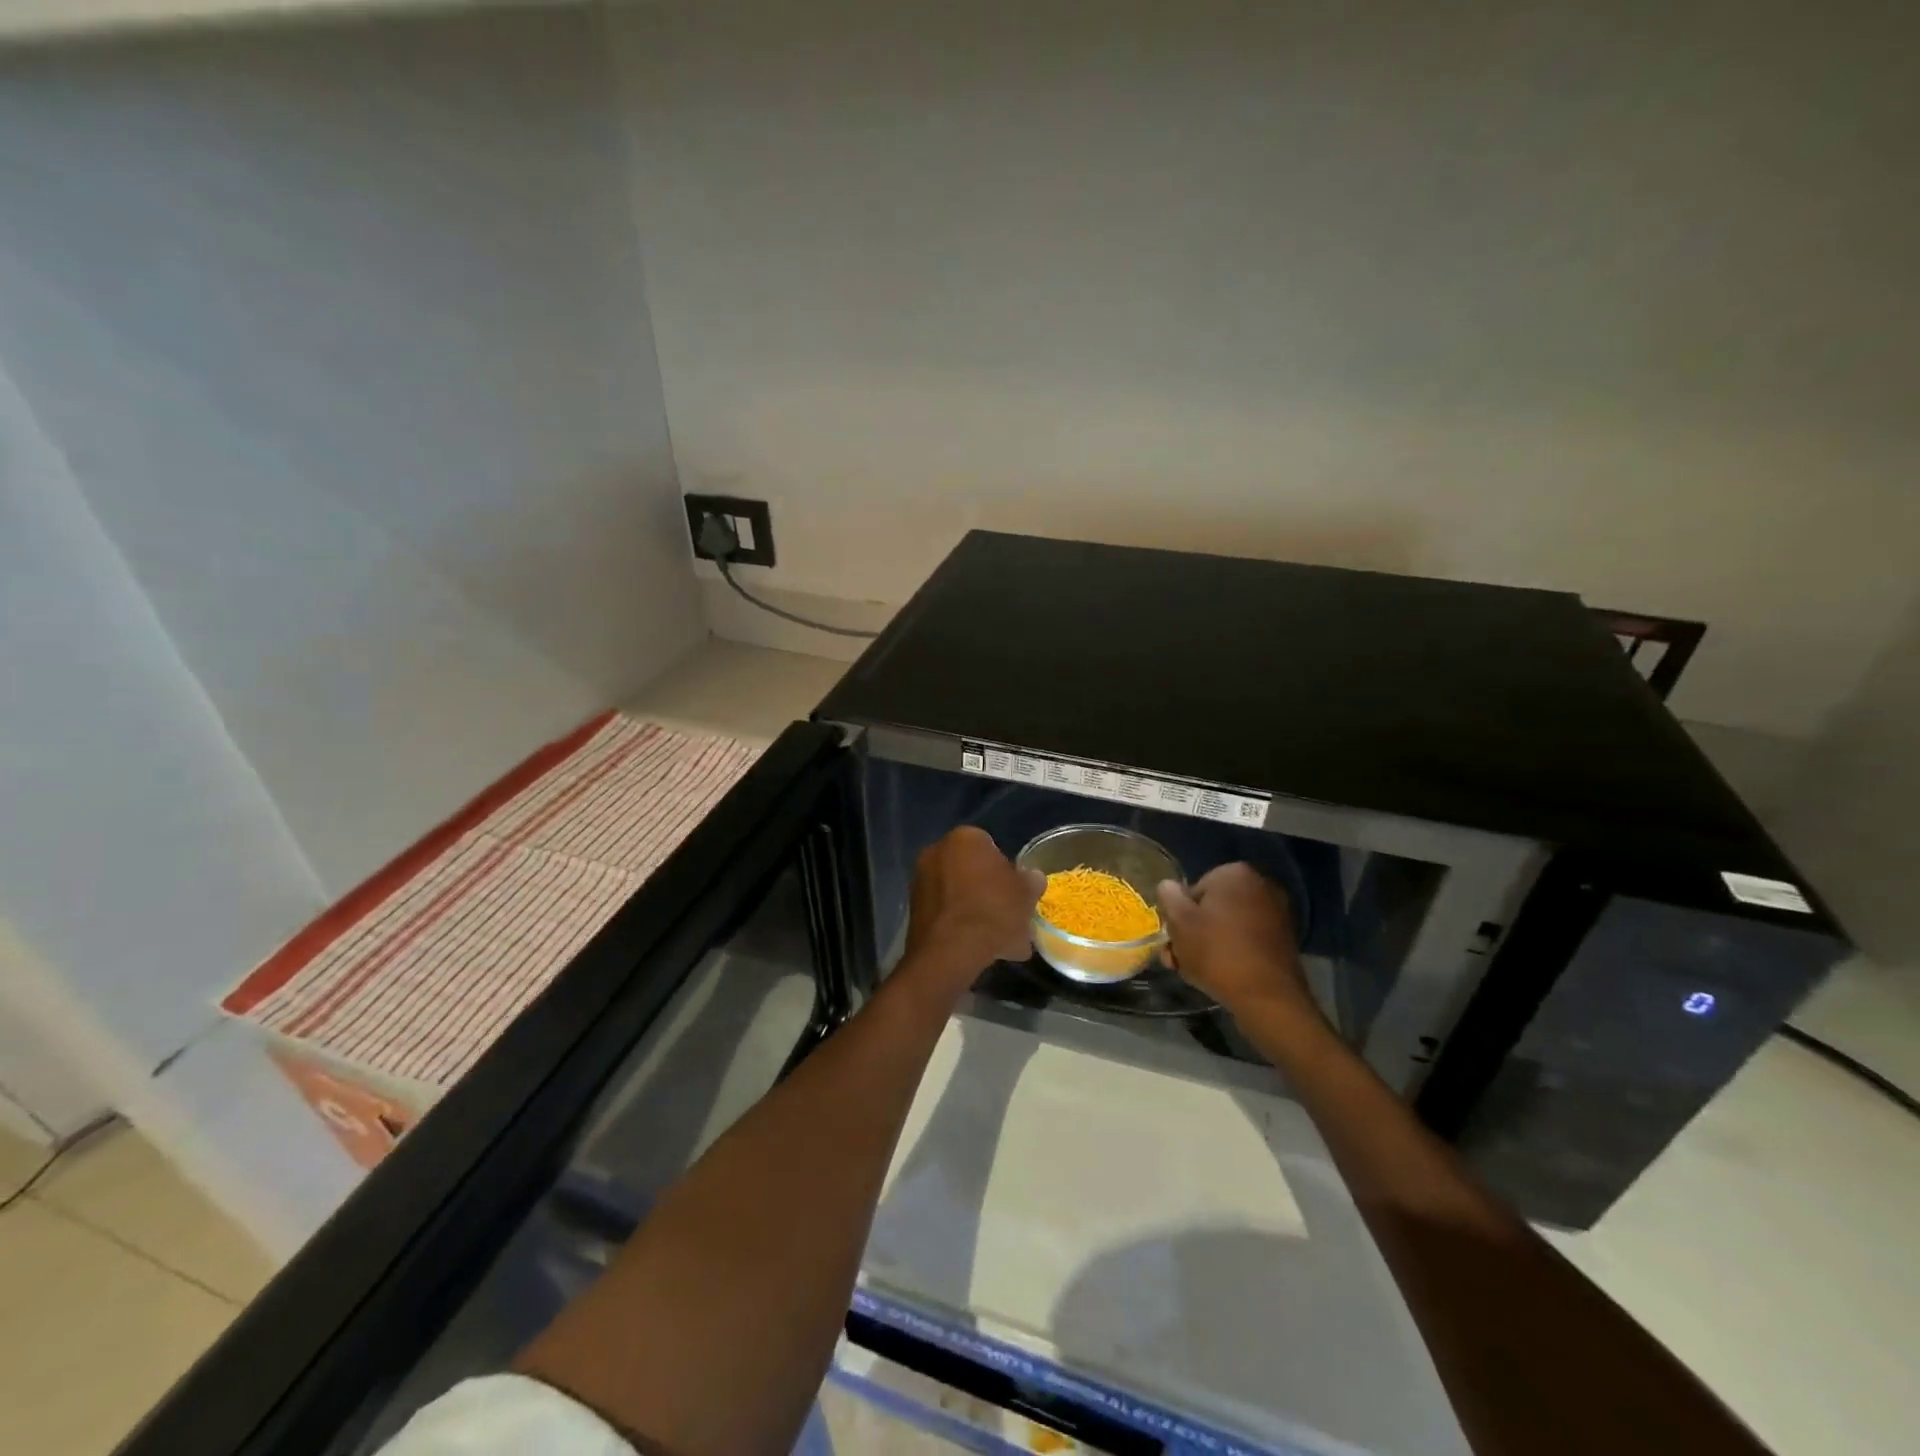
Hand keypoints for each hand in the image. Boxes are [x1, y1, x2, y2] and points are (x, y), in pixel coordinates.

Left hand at [900, 827, 1044, 998]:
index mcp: (964, 838)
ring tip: (1000, 941)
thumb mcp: (1025, 895)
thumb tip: (1032, 877)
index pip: (991, 847)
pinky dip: (961, 926)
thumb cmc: (992, 911)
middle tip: (1008, 915)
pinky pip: (946, 914)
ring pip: (959, 895)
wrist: (950, 952)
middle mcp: (936, 852)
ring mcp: (921, 881)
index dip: (1007, 870)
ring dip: (977, 912)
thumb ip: (1030, 881)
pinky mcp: (913, 910)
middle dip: (989, 892)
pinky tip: (980, 948)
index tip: (1017, 892)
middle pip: (972, 871)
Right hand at [1156, 863, 1319, 1022]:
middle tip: (1179, 959)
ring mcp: (1276, 913)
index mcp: (1234, 873)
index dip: (1179, 916)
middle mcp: (1260, 885)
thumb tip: (1170, 887)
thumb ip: (1168, 895)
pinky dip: (1232, 952)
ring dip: (1209, 944)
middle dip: (1193, 932)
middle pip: (1211, 908)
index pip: (1193, 890)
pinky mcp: (1284, 939)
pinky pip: (1246, 940)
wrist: (1268, 998)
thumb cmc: (1217, 953)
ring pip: (1228, 926)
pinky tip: (1220, 975)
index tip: (1174, 940)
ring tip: (1195, 972)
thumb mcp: (1179, 921)